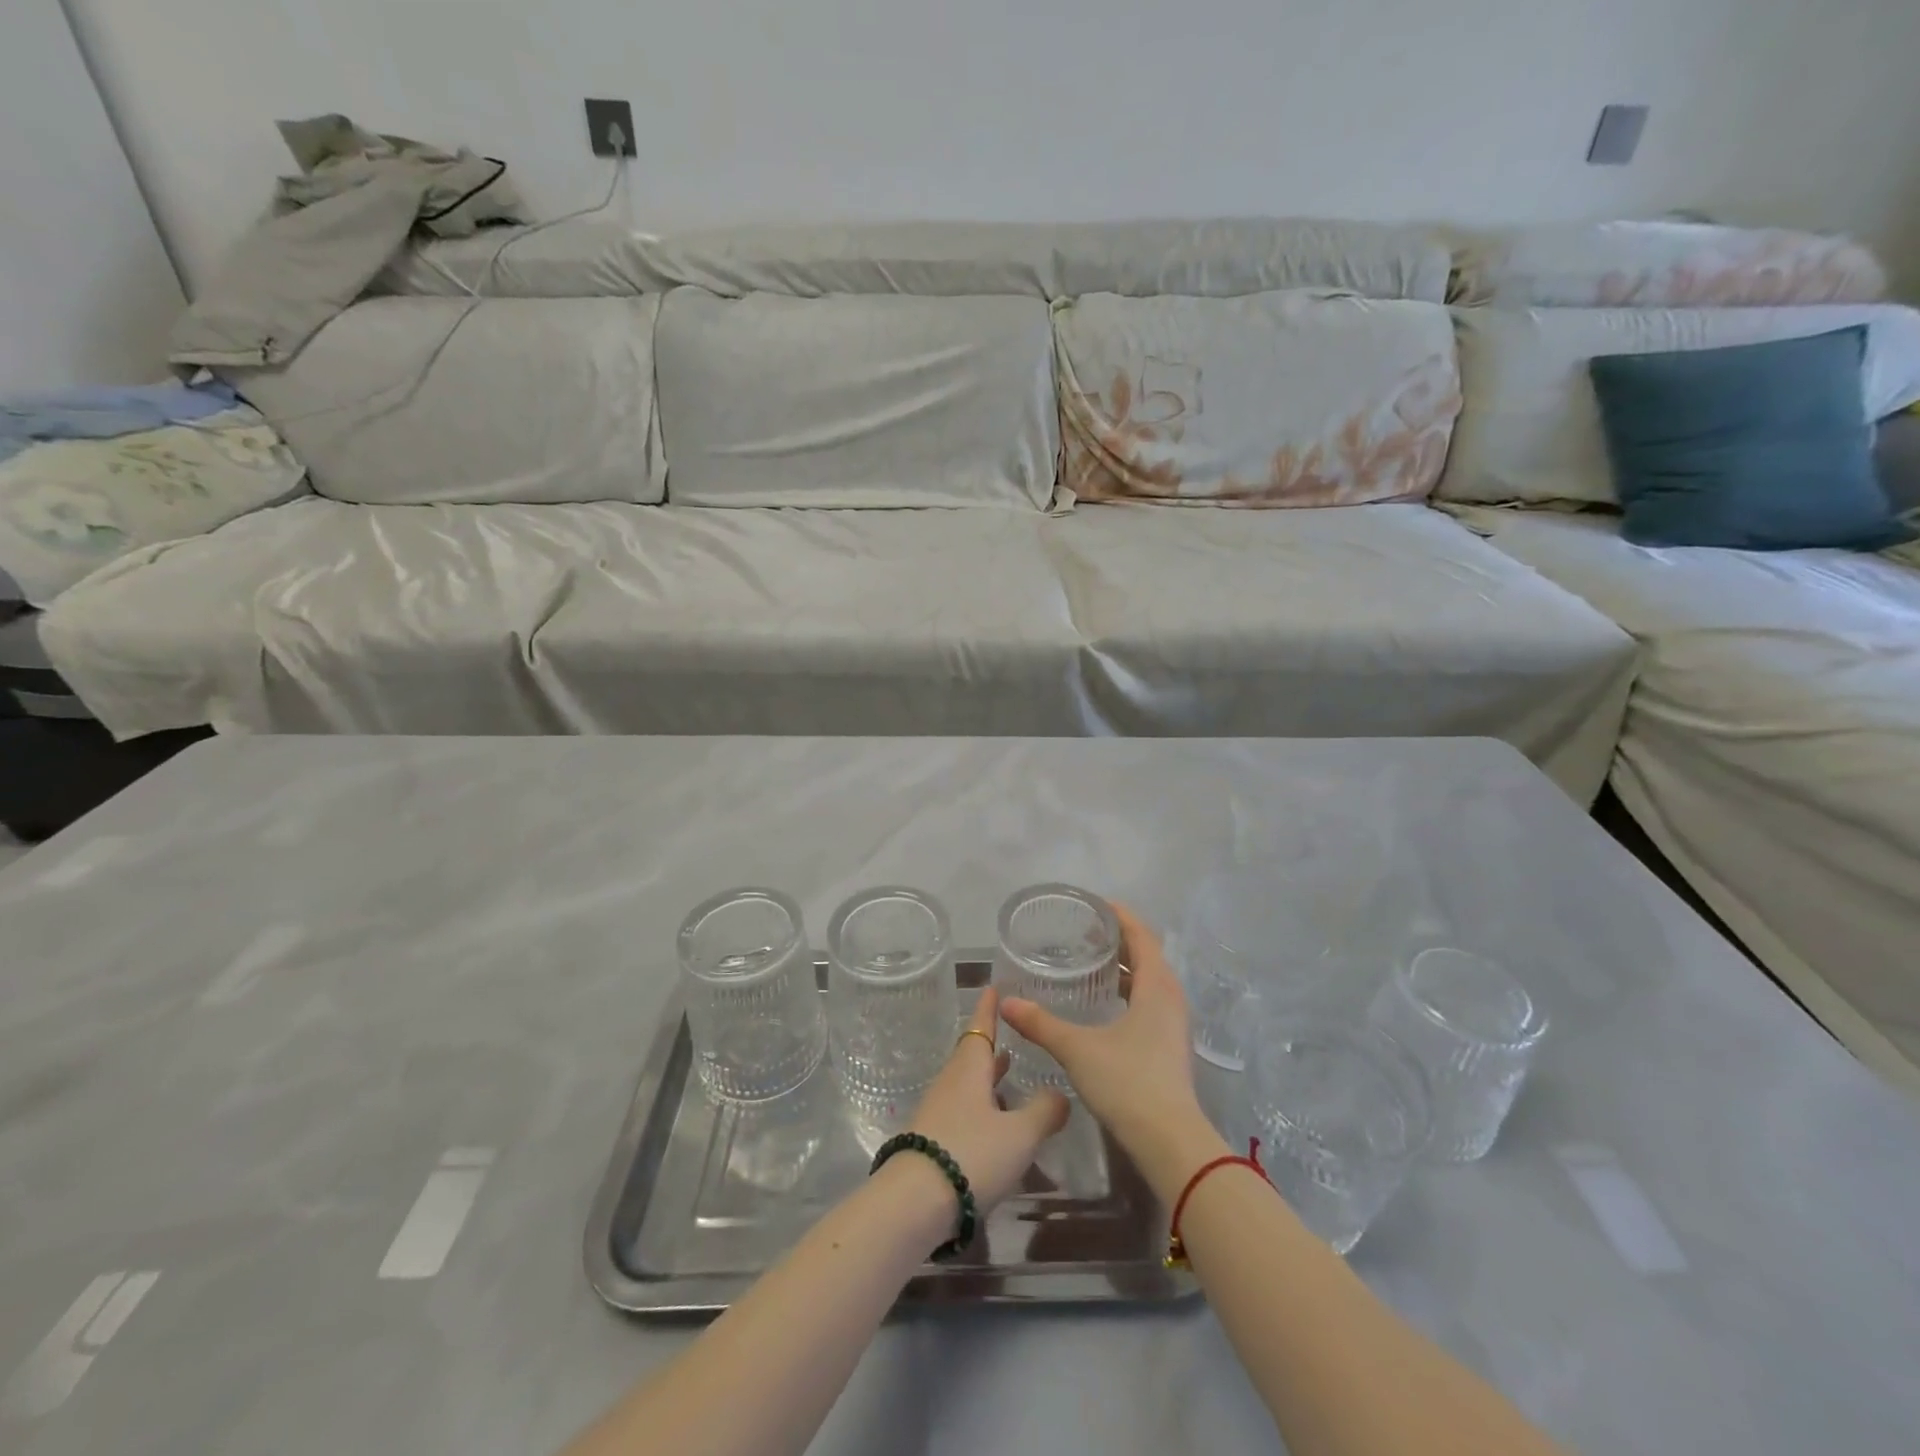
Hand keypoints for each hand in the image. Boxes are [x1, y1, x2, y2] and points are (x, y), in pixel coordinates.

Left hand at [903, 987, 1070, 1211]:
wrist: (914, 1203)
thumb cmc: (971, 1154)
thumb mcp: (1019, 1134)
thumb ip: (1044, 1112)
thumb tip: (1061, 1094)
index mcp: (970, 1069)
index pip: (981, 1028)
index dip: (989, 1009)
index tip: (992, 987)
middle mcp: (951, 1083)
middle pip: (972, 1056)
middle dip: (992, 1045)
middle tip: (1010, 1034)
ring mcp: (938, 1112)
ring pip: (967, 1085)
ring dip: (988, 1078)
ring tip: (1009, 1074)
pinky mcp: (933, 1140)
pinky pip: (963, 1111)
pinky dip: (982, 1107)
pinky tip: (996, 1124)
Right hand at [1000, 903, 1223, 1198]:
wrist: (1170, 1142)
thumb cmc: (1128, 1082)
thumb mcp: (1078, 1049)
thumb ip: (1042, 1024)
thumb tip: (1007, 1002)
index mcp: (1157, 987)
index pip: (1142, 936)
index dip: (1121, 916)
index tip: (1096, 904)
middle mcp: (1171, 998)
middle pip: (1148, 956)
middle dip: (1119, 941)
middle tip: (1085, 934)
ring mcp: (1174, 1024)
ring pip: (1150, 982)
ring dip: (1125, 969)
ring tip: (1092, 964)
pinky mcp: (1170, 1046)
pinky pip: (1150, 1003)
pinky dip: (1130, 992)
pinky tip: (1105, 1006)